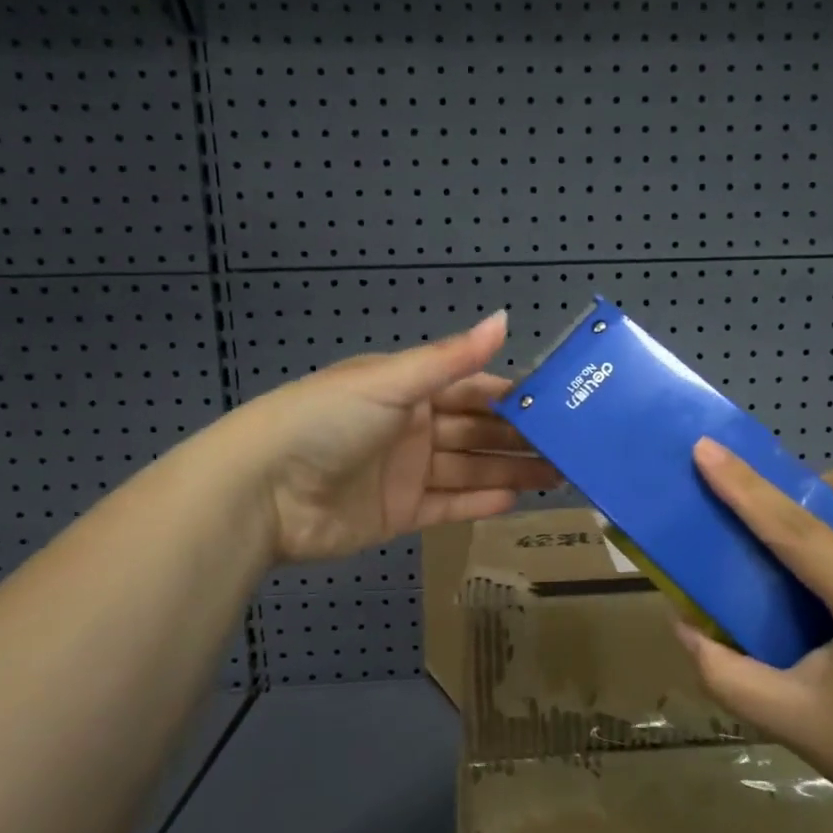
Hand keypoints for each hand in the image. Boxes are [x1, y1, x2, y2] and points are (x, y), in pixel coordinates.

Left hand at [236, 311, 560, 563]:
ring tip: (558, 477)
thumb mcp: (390, 382)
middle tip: (571, 448)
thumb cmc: (327, 420)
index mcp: (408, 389)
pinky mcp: (399, 514)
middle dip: (520, 438)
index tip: (559, 405)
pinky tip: (516, 501)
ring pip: (470, 469)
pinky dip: (480, 503)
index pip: (473, 389)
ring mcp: (406, 473)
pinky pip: (448, 505)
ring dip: (511, 472)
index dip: (513, 396)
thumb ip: (450, 358)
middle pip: (477, 432)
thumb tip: (504, 318)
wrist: (261, 491)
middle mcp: (412, 428)